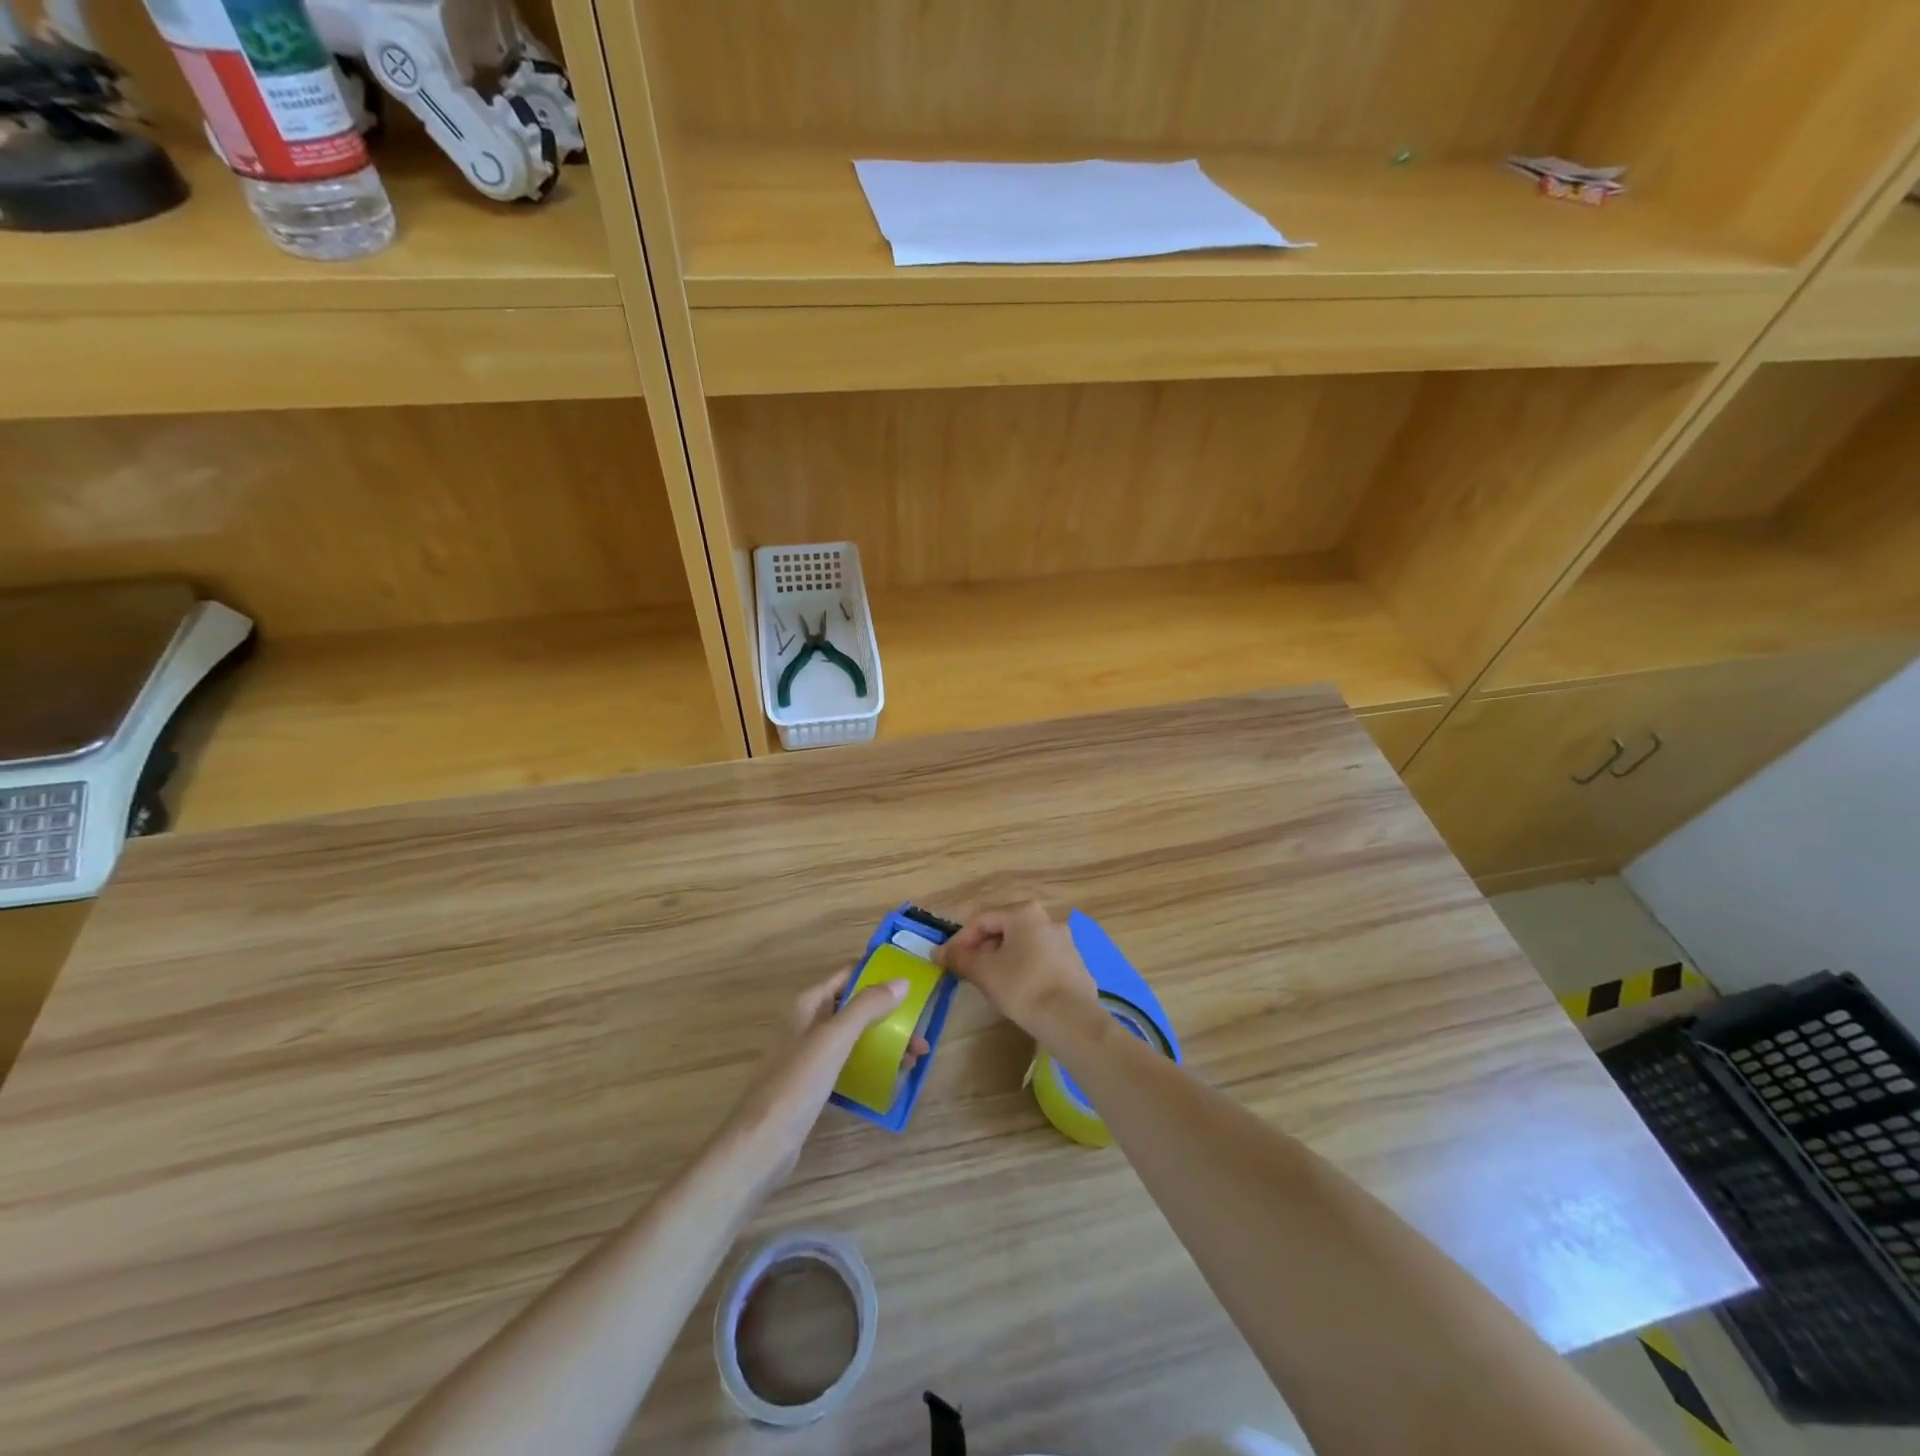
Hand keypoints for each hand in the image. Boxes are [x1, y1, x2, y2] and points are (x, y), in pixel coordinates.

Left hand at [723, 968, 930, 1186]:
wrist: (761, 1144)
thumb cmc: (797, 1083)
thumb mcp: (835, 1038)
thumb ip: (867, 1006)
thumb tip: (902, 981)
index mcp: (808, 1003)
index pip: (849, 975)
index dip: (879, 975)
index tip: (913, 984)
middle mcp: (807, 1022)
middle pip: (855, 1007)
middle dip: (888, 1016)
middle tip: (920, 1034)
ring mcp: (808, 1054)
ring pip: (854, 1037)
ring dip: (884, 1041)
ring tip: (914, 1059)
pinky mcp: (812, 1084)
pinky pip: (848, 1063)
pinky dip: (870, 1064)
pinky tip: (890, 1078)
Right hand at [936, 902, 1100, 1044]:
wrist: (1071, 1019)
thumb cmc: (1022, 987)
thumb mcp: (984, 972)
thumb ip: (959, 958)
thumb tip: (939, 952)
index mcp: (1024, 913)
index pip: (981, 920)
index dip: (959, 940)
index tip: (946, 960)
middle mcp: (1047, 919)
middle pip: (1003, 930)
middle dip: (981, 949)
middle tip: (967, 971)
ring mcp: (1064, 941)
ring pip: (1022, 945)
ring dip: (1001, 959)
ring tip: (989, 982)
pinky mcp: (1074, 963)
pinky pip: (1039, 959)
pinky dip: (1022, 969)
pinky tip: (1016, 990)